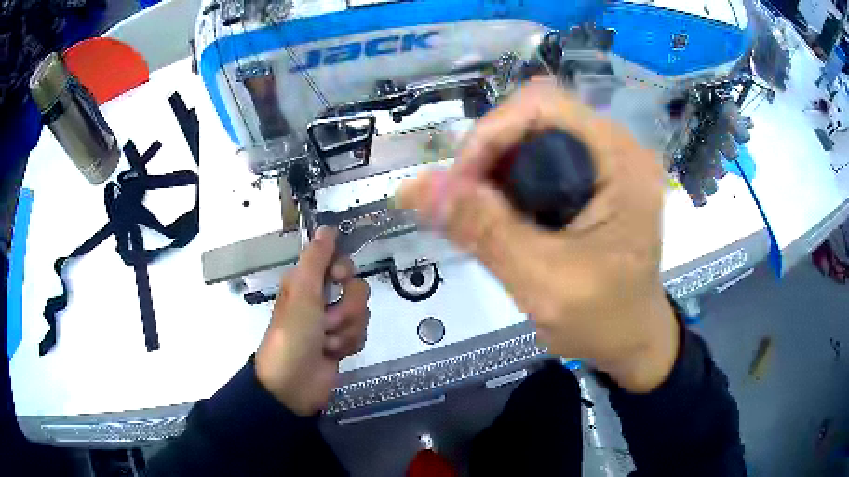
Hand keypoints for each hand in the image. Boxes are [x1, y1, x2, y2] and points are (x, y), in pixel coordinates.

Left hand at [255, 227, 369, 414]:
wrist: (293, 383)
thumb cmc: (293, 334)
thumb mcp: (302, 292)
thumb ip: (316, 259)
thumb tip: (327, 227)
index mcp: (308, 282)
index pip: (340, 262)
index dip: (344, 270)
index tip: (339, 279)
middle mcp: (321, 299)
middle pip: (357, 289)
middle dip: (346, 309)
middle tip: (326, 321)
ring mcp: (333, 323)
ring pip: (361, 314)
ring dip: (345, 331)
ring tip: (326, 343)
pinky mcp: (342, 343)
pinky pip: (361, 335)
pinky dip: (348, 345)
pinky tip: (333, 354)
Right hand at [398, 79, 677, 392]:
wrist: (632, 341)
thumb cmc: (603, 320)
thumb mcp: (543, 281)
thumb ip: (482, 231)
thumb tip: (413, 186)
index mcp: (621, 159)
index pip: (542, 106)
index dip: (491, 133)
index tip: (459, 185)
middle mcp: (617, 147)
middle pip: (535, 116)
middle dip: (490, 154)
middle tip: (464, 204)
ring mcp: (608, 160)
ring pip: (533, 135)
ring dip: (496, 167)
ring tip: (479, 213)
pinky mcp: (596, 177)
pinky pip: (542, 157)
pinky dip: (511, 179)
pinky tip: (501, 213)